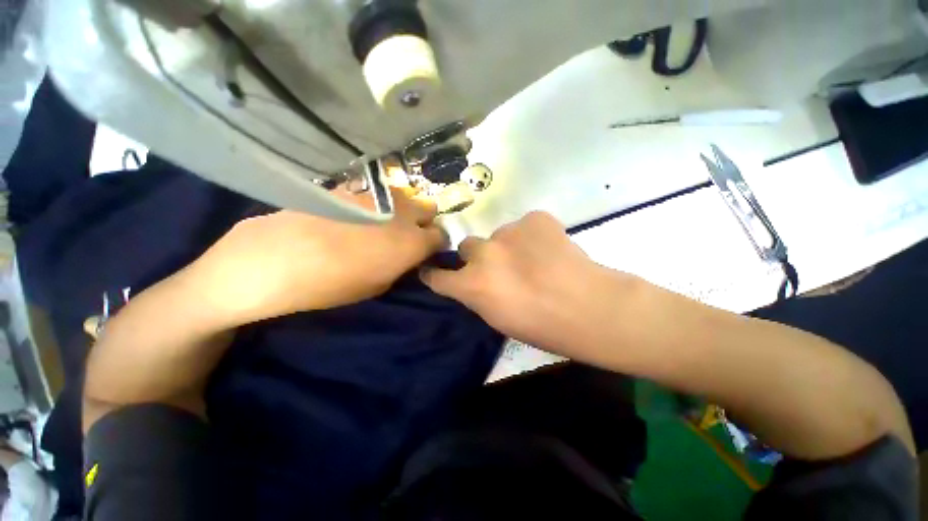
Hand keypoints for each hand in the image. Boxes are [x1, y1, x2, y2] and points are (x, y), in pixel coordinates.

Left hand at [185, 187, 445, 327]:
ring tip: (380, 224)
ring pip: (405, 196)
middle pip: (429, 208)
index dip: (435, 243)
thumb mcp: (378, 286)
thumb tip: (410, 254)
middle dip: (424, 221)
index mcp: (412, 242)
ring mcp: (378, 194)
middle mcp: (402, 212)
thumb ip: (402, 265)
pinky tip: (356, 214)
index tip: (426, 249)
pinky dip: (377, 203)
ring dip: (401, 210)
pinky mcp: (354, 185)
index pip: (441, 235)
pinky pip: (378, 193)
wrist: (274, 259)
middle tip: (407, 234)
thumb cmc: (331, 285)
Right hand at [420, 211, 638, 356]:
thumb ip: (479, 295)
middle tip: (501, 267)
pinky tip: (550, 248)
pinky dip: (532, 235)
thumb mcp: (498, 319)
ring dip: (509, 246)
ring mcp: (508, 231)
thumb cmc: (542, 326)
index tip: (434, 270)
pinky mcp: (534, 218)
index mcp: (472, 284)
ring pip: (498, 236)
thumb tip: (475, 281)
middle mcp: (483, 253)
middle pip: (467, 246)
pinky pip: (525, 225)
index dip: (435, 273)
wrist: (590, 307)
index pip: (438, 276)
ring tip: (535, 260)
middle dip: (478, 257)